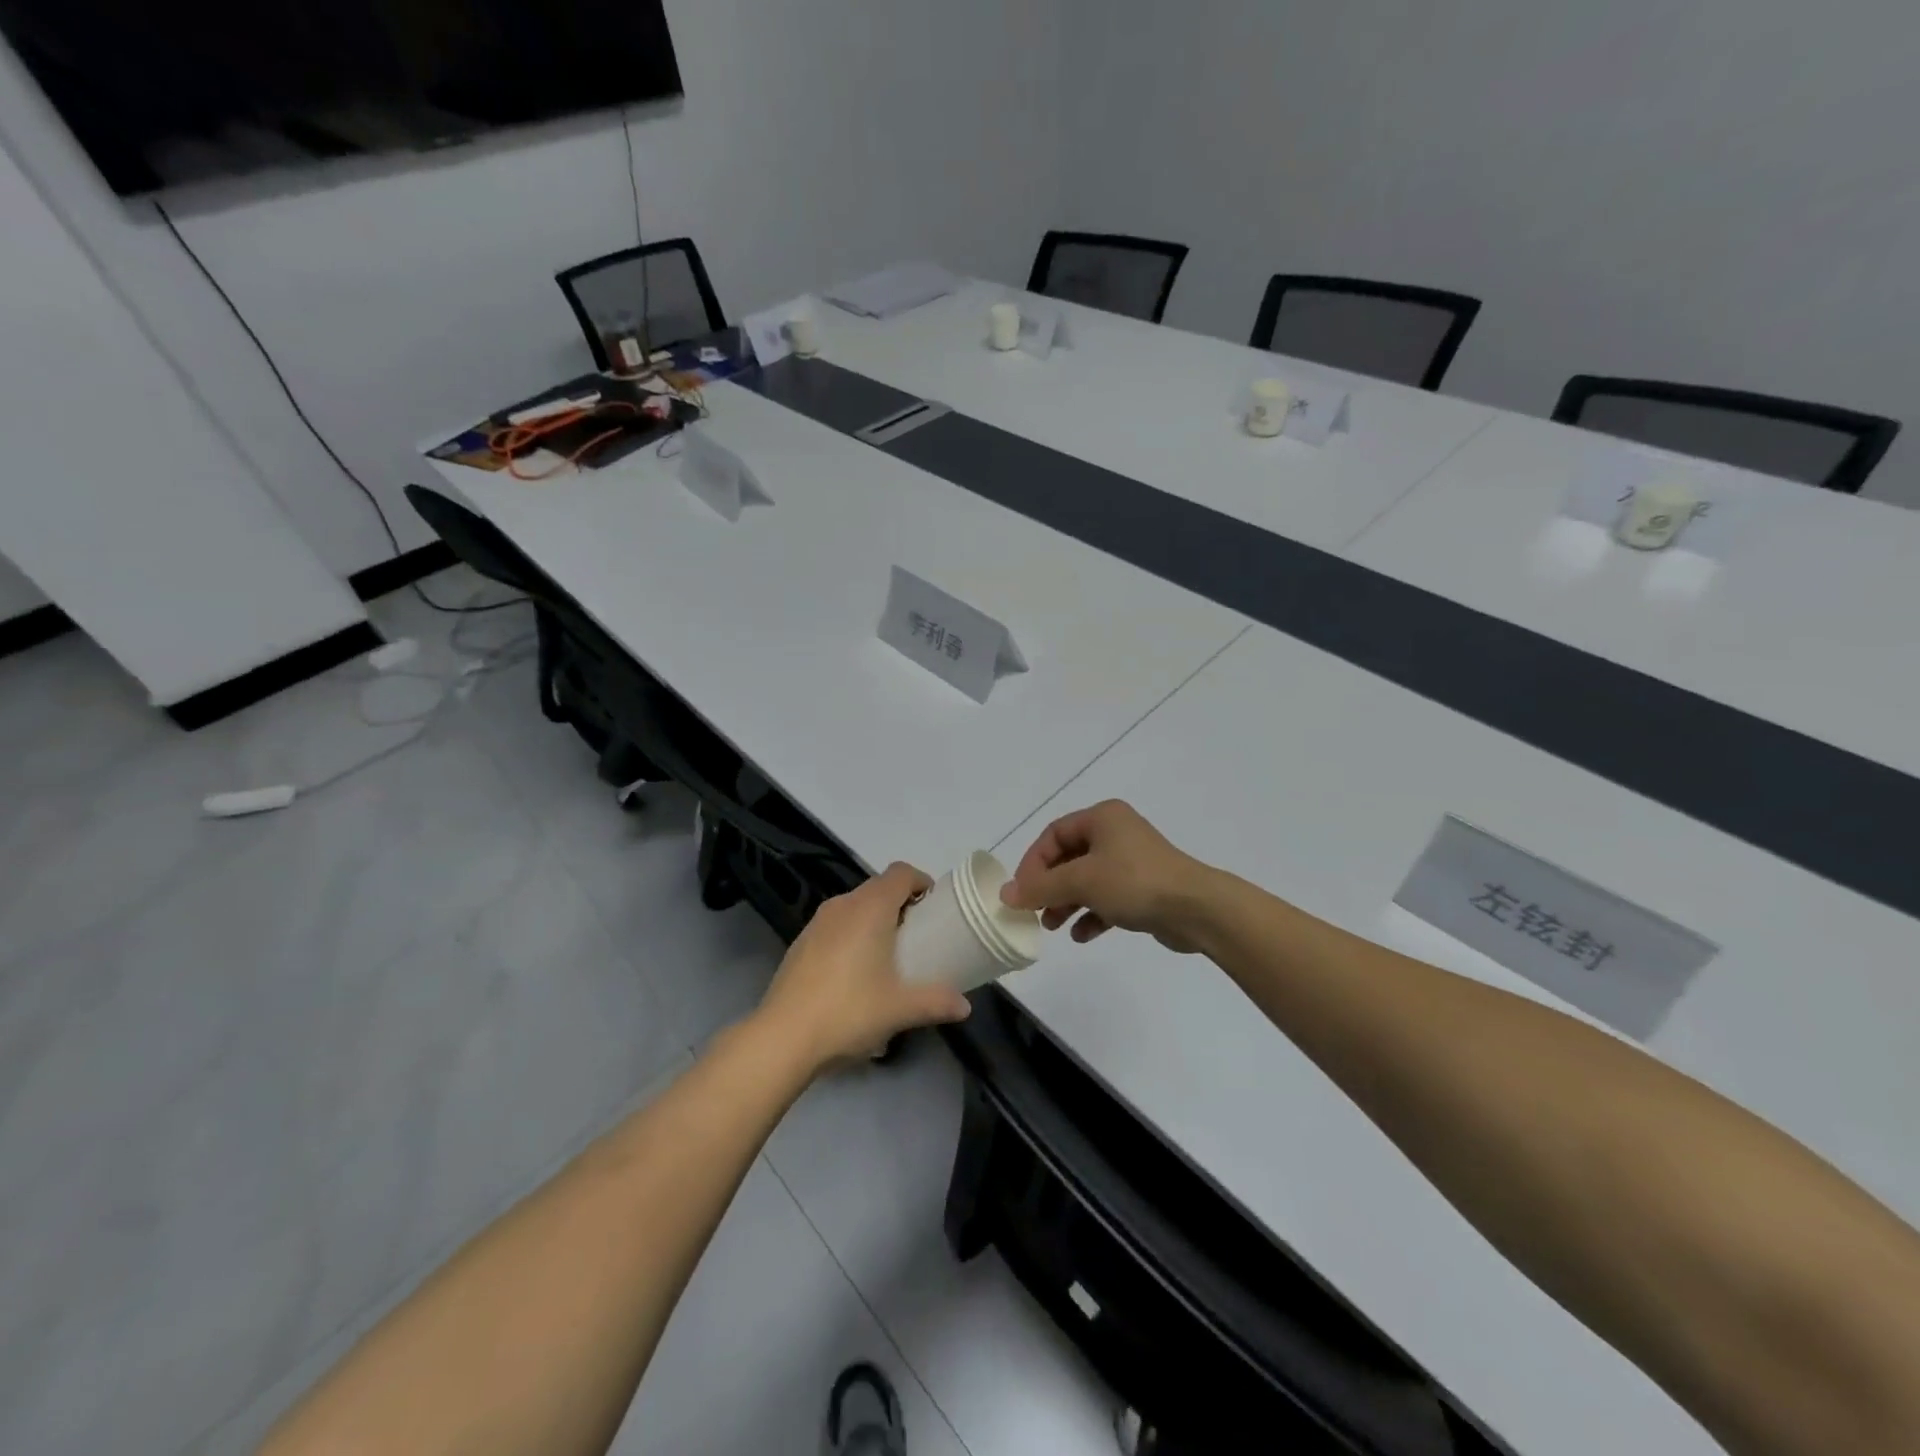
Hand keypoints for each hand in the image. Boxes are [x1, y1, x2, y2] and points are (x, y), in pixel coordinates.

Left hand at [754, 864, 972, 1069]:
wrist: (783, 1037)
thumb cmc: (849, 1011)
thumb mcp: (900, 1009)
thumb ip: (936, 1002)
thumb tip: (964, 1006)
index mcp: (870, 908)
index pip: (901, 873)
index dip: (921, 882)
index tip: (935, 907)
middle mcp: (843, 905)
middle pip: (879, 887)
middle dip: (902, 904)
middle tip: (919, 935)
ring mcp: (817, 923)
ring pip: (855, 906)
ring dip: (876, 919)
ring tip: (889, 955)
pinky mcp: (801, 942)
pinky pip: (836, 925)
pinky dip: (853, 935)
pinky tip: (855, 973)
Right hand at [999, 800, 1217, 952]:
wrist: (1196, 909)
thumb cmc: (1134, 882)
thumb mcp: (1081, 881)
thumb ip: (1041, 887)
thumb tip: (1005, 894)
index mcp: (1102, 818)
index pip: (1054, 834)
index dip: (1033, 862)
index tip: (1022, 892)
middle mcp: (1116, 833)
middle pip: (1069, 858)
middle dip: (1049, 886)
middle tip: (1034, 911)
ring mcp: (1132, 861)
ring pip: (1087, 880)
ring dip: (1067, 902)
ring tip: (1052, 926)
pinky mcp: (1144, 888)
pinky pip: (1108, 898)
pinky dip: (1092, 914)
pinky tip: (1082, 935)